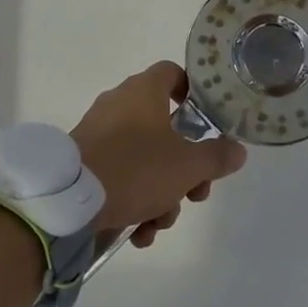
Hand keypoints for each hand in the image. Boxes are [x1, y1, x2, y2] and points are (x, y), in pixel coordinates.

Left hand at [70, 61, 246, 247]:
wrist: (69, 200)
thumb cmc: (135, 169)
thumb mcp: (187, 166)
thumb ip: (216, 157)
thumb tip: (238, 150)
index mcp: (144, 91)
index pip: (174, 73)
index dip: (194, 94)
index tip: (207, 124)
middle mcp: (120, 103)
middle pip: (165, 128)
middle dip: (184, 168)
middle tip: (194, 194)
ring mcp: (99, 132)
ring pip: (144, 158)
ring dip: (160, 193)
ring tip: (159, 224)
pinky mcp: (85, 160)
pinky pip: (120, 174)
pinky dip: (133, 200)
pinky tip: (138, 233)